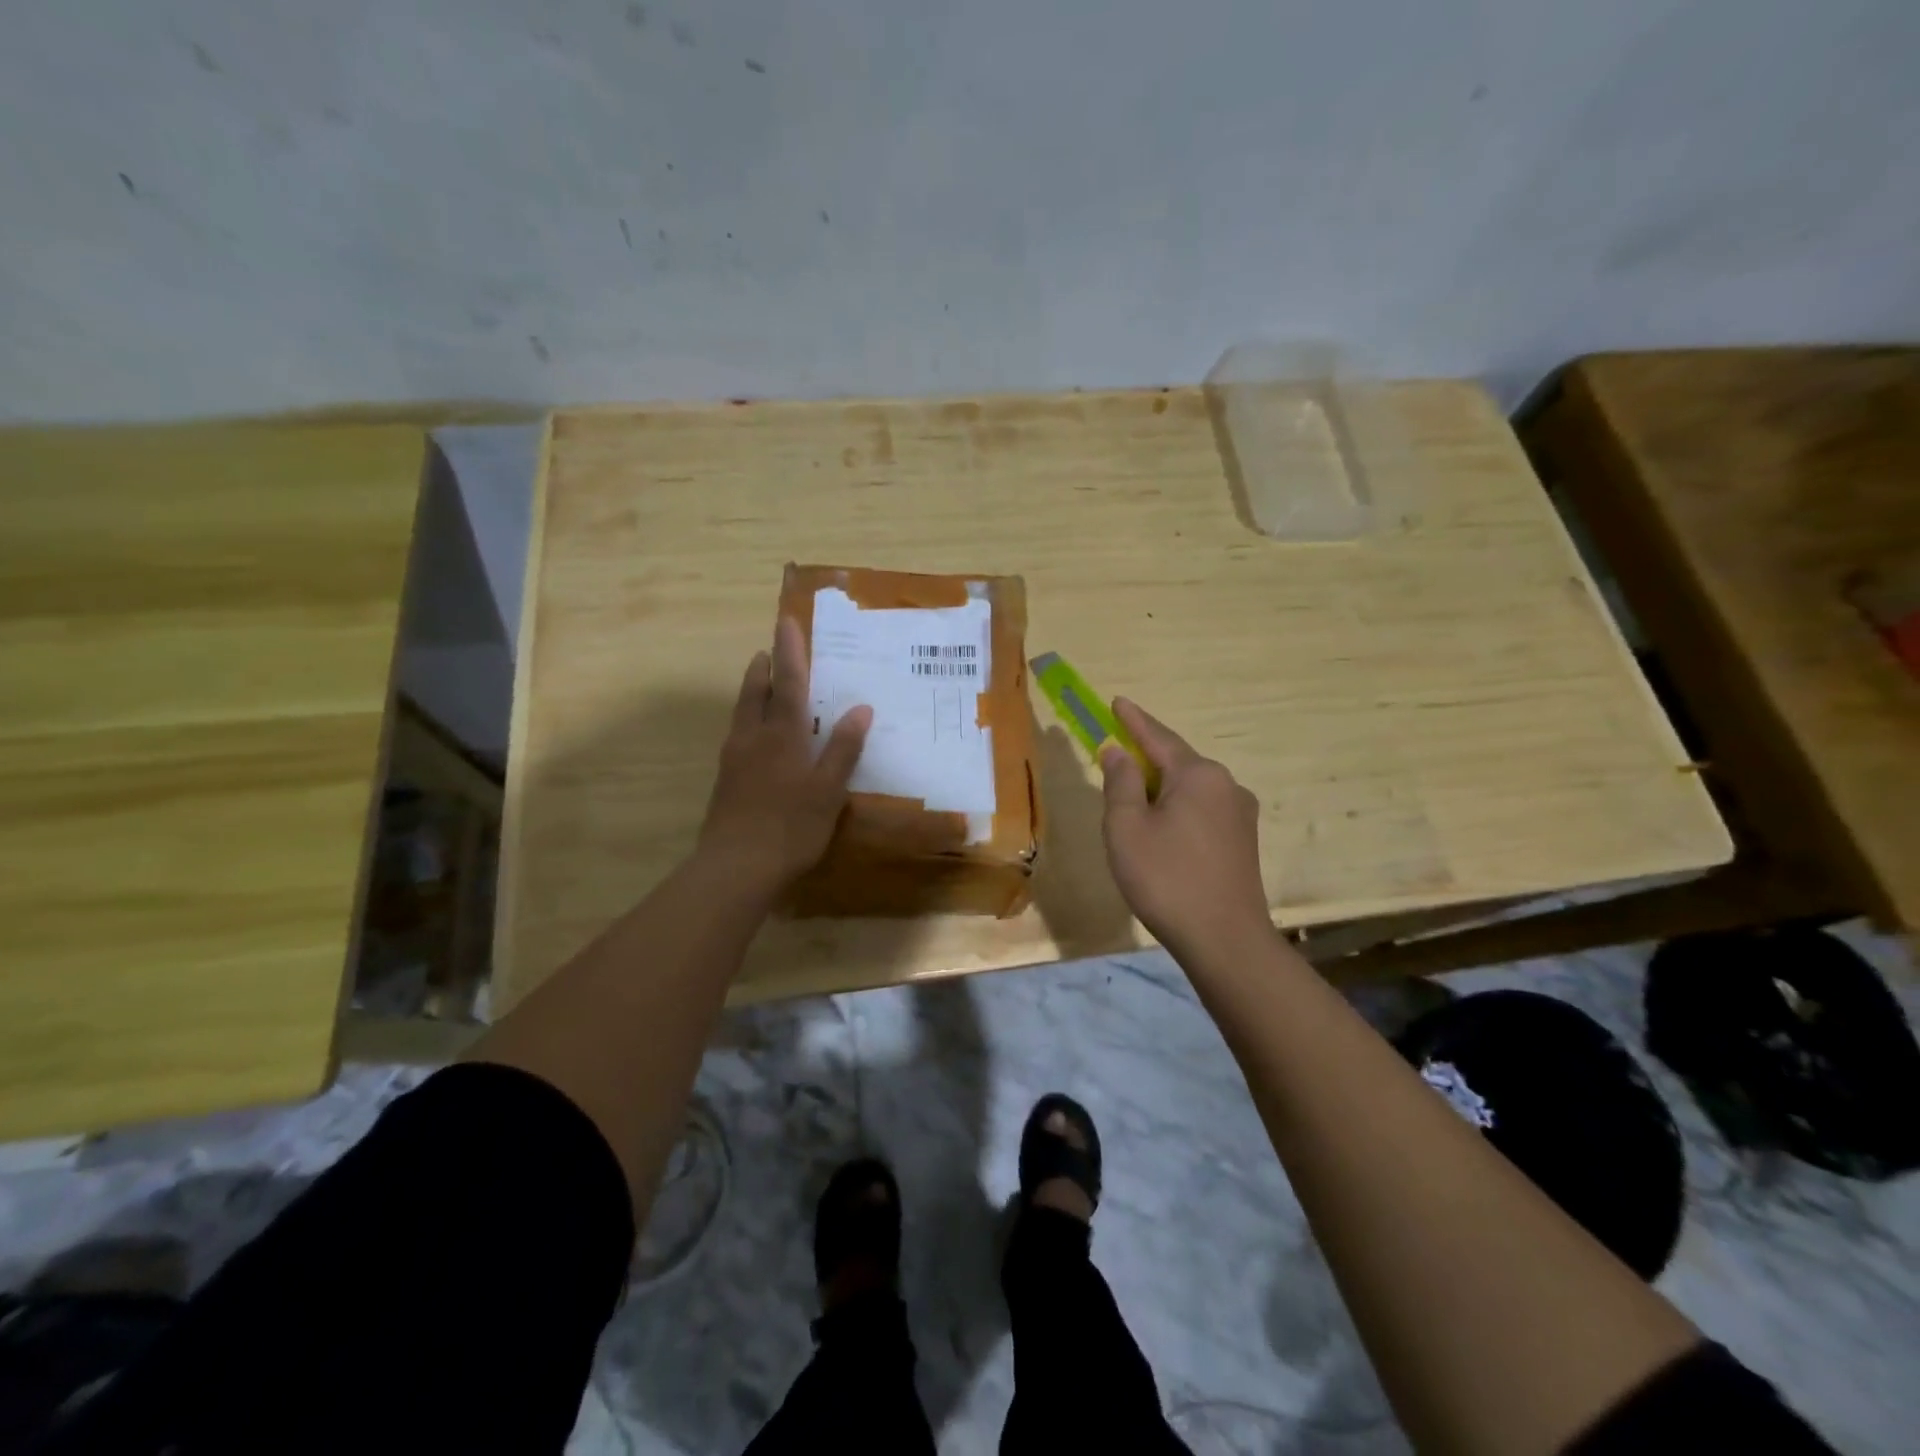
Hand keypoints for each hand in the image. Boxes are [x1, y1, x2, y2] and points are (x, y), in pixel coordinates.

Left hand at [697, 617, 871, 893]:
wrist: (735, 868)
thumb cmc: (790, 827)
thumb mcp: (828, 790)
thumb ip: (843, 749)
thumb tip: (861, 708)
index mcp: (781, 736)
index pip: (787, 683)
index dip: (790, 652)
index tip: (786, 622)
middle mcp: (752, 738)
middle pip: (754, 692)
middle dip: (763, 669)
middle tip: (770, 651)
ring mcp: (733, 760)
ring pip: (741, 713)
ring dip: (751, 692)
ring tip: (761, 684)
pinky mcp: (725, 781)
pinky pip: (738, 736)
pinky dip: (748, 721)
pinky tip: (756, 737)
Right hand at [1099, 697, 1271, 958]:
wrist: (1225, 939)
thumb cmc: (1166, 878)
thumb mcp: (1127, 827)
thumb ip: (1120, 783)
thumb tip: (1117, 751)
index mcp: (1198, 774)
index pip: (1158, 737)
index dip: (1133, 720)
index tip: (1117, 701)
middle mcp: (1226, 784)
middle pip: (1177, 762)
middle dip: (1145, 759)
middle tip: (1116, 759)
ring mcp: (1240, 813)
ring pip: (1191, 788)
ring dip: (1161, 789)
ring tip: (1134, 804)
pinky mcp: (1244, 840)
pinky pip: (1203, 809)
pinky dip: (1178, 809)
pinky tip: (1163, 830)